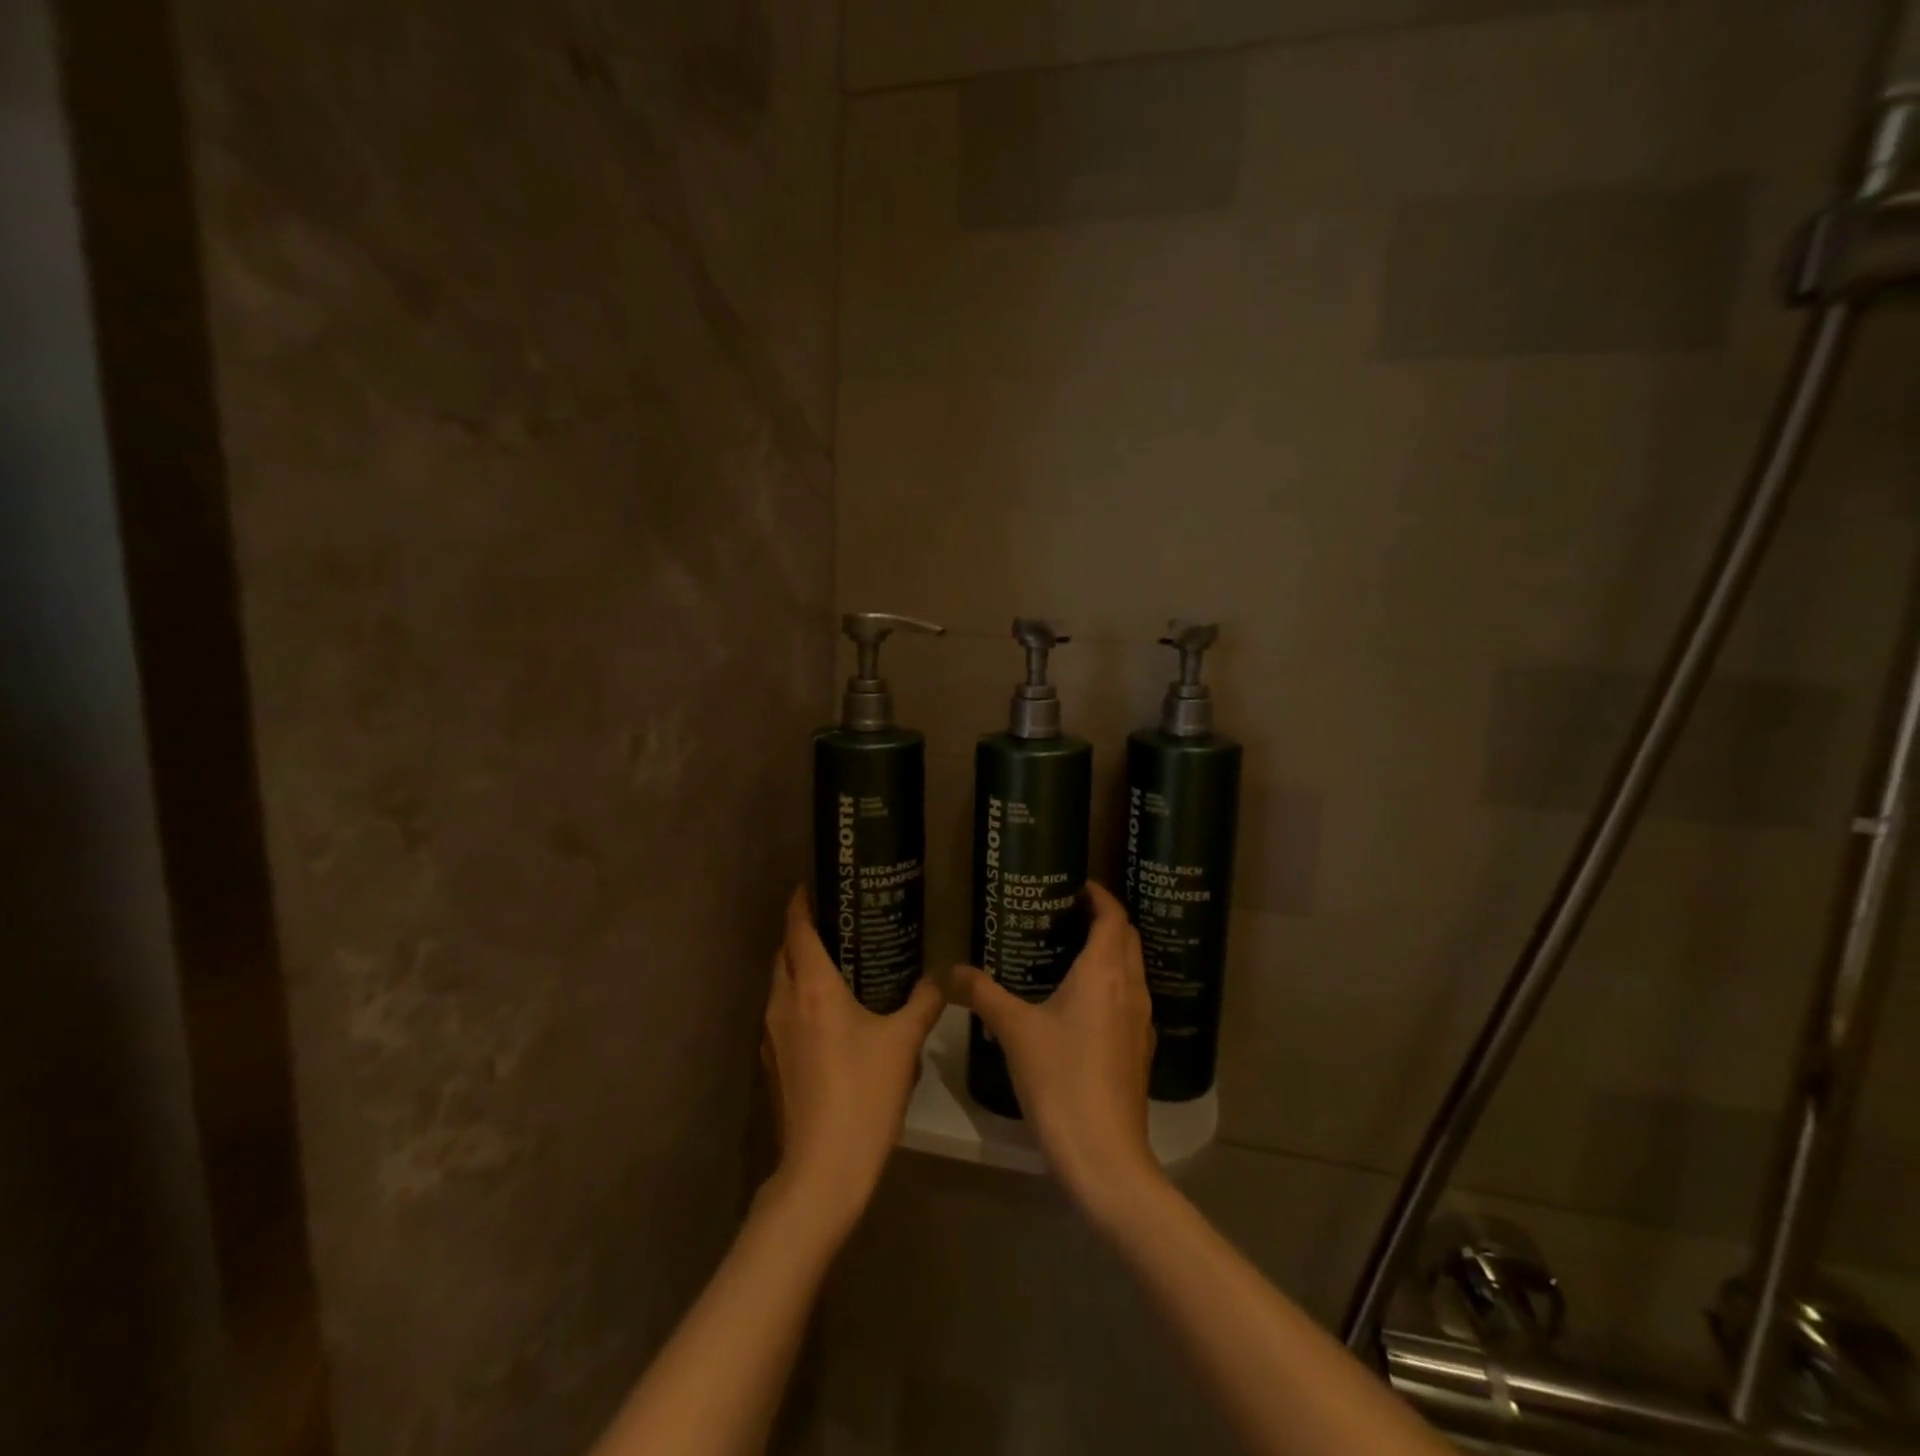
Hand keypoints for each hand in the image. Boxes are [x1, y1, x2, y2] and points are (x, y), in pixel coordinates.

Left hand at [761, 889, 944, 1234]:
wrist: (822, 1169)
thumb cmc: (864, 1094)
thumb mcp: (903, 1042)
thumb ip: (923, 1002)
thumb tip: (940, 979)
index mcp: (812, 988)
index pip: (798, 930)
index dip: (801, 902)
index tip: (812, 883)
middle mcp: (784, 1003)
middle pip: (784, 953)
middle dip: (801, 932)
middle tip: (836, 920)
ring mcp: (772, 1035)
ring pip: (779, 984)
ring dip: (798, 966)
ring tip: (835, 960)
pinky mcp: (772, 1063)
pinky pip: (782, 1013)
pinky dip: (798, 997)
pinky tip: (828, 1011)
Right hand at [952, 881, 1161, 1221]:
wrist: (1104, 1155)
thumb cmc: (1060, 1079)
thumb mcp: (1014, 1031)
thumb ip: (983, 993)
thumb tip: (951, 969)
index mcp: (1104, 972)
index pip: (1113, 917)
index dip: (1099, 895)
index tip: (1076, 885)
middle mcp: (1130, 989)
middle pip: (1127, 939)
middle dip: (1105, 920)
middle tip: (1067, 914)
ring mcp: (1141, 1022)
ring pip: (1132, 970)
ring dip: (1111, 952)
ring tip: (1070, 953)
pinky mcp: (1139, 1051)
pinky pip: (1129, 1000)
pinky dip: (1111, 985)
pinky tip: (1081, 1004)